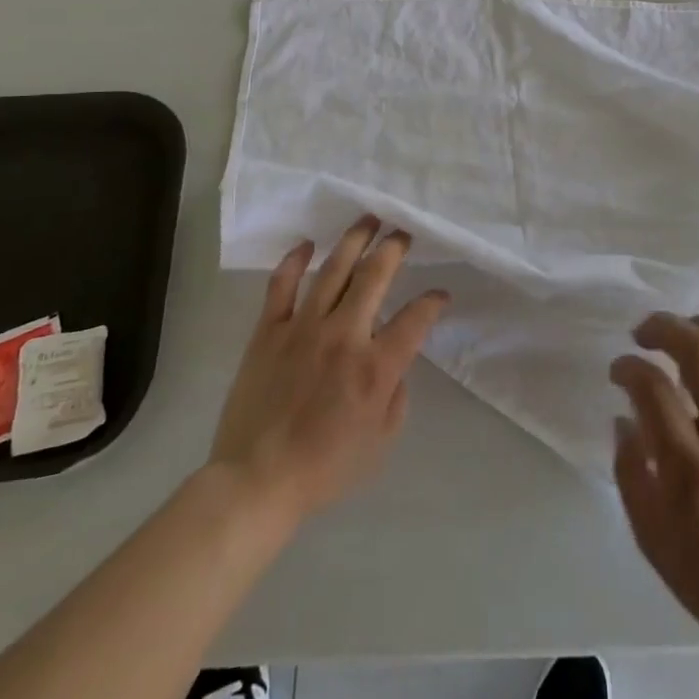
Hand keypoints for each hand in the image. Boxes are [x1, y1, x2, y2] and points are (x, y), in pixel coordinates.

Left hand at [209, 215, 447, 525]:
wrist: (258, 479)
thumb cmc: (325, 467)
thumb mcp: (381, 440)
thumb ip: (396, 393)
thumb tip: (394, 360)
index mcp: (375, 366)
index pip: (416, 318)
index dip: (433, 301)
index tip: (440, 294)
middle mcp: (344, 335)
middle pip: (375, 275)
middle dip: (395, 247)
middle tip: (404, 231)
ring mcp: (303, 327)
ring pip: (333, 268)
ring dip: (354, 239)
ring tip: (368, 219)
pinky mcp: (269, 330)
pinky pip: (282, 284)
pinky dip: (295, 260)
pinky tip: (307, 244)